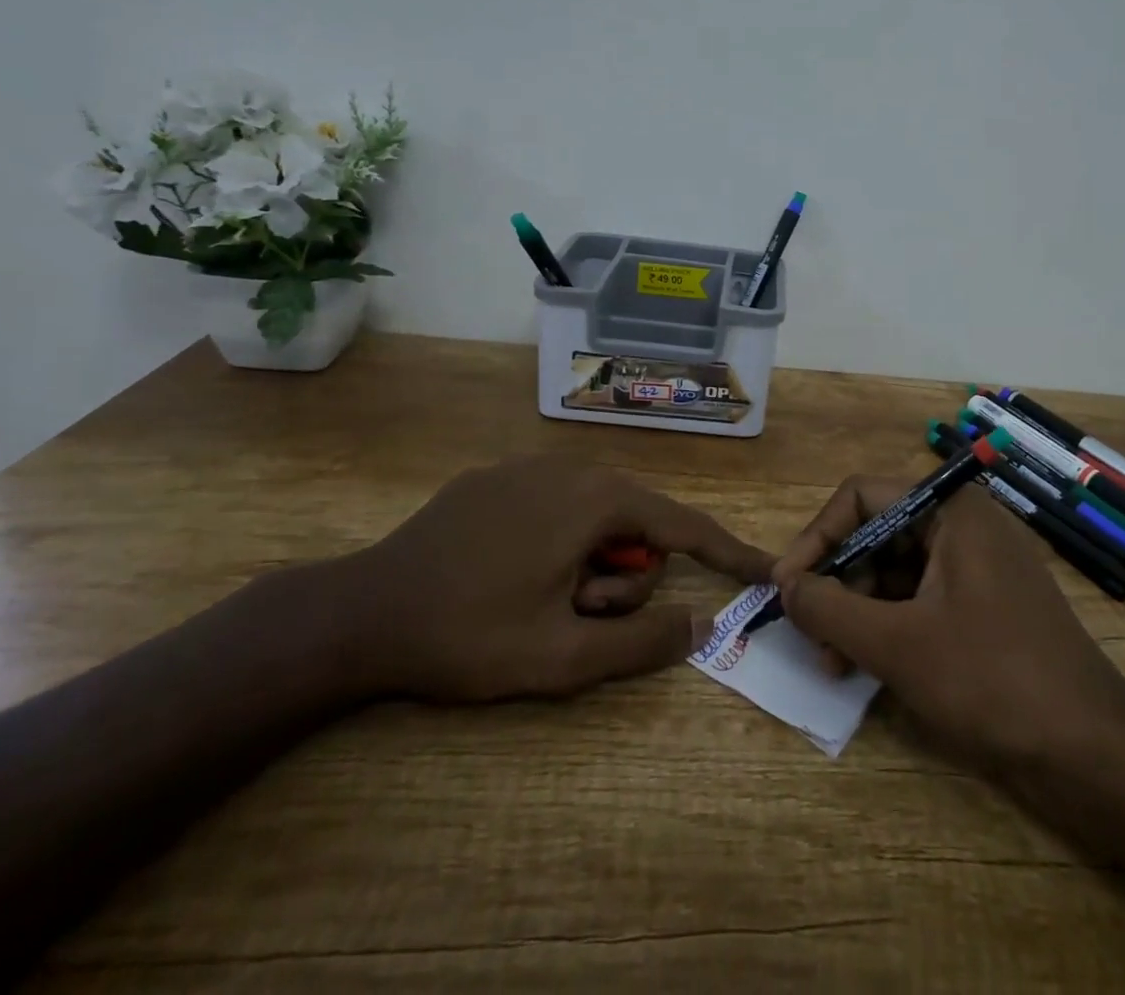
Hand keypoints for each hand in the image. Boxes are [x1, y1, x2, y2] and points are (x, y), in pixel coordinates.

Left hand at [336, 457, 774, 701]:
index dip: (730, 553)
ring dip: (588, 566)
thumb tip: (702, 624)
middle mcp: (575, 468)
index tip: (766, 570)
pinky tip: (509, 573)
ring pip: (598, 517)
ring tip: (537, 600)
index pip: (685, 527)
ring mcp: (532, 467)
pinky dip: (560, 542)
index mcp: (598, 501)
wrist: (358, 612)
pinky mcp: (498, 476)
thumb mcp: (561, 658)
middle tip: (576, 618)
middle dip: (623, 580)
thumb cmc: (468, 635)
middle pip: (638, 526)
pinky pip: (559, 506)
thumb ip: (642, 644)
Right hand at [774, 477, 1124, 772]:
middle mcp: (964, 525)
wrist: (1091, 751)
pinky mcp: (984, 606)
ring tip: (834, 663)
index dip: (818, 537)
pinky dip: (889, 626)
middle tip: (811, 635)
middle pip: (877, 533)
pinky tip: (866, 667)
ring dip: (858, 611)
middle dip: (838, 582)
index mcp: (950, 510)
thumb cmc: (991, 679)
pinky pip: (921, 599)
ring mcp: (977, 566)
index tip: (787, 587)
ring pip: (896, 571)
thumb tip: (784, 586)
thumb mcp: (897, 644)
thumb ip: (830, 609)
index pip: (862, 496)